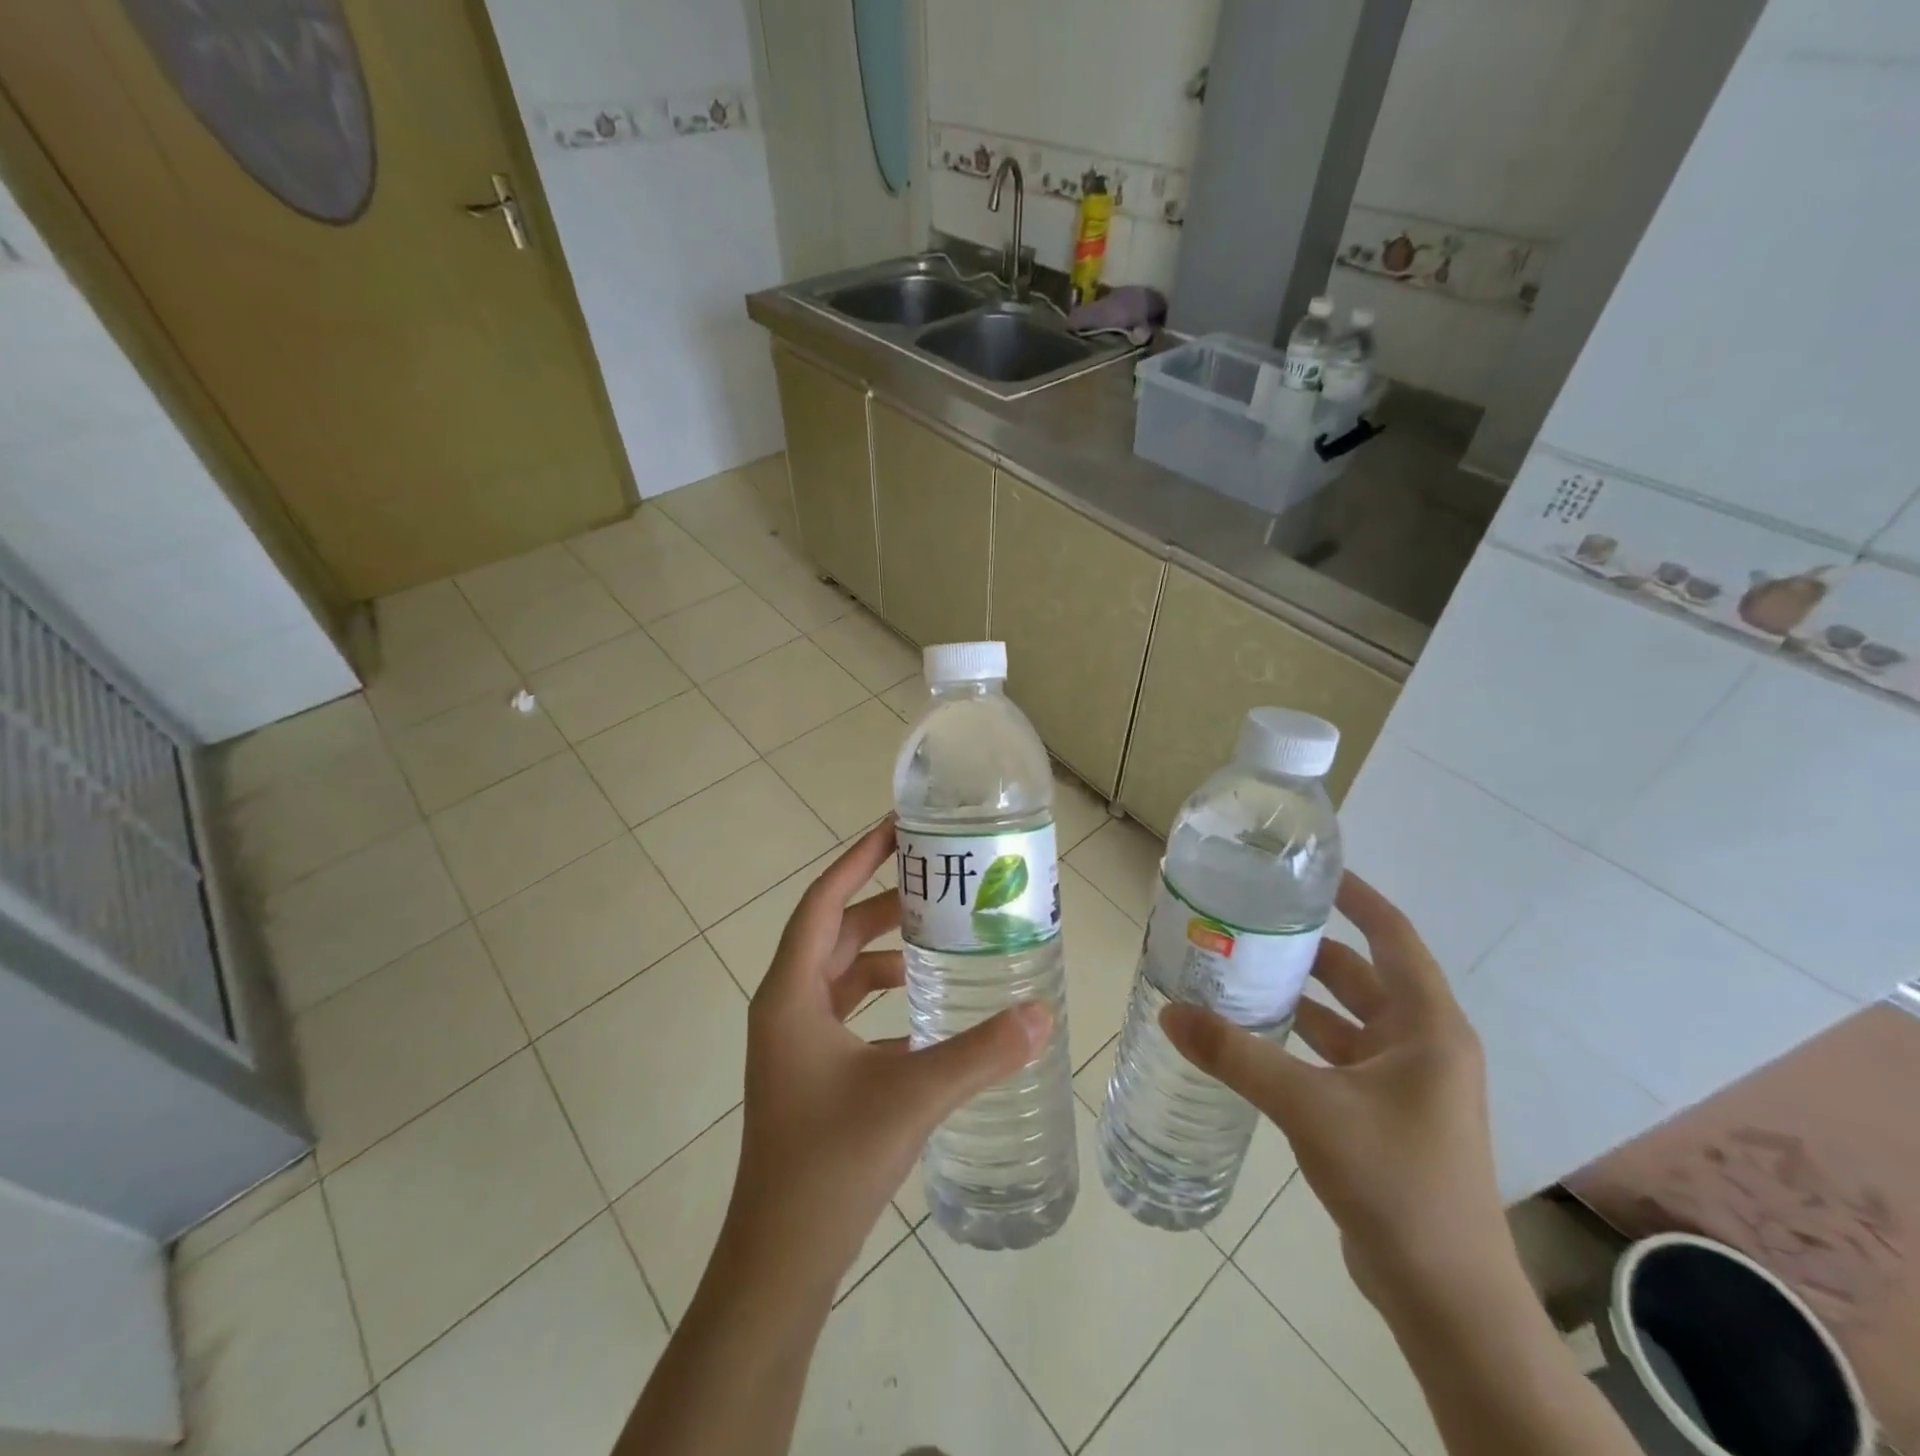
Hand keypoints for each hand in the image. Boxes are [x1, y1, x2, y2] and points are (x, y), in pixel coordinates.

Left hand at [724, 818, 1051, 1291]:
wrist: (780, 1261)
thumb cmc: (830, 1163)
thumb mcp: (912, 1096)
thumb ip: (980, 1053)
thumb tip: (1043, 1013)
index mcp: (791, 994)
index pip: (823, 901)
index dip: (857, 860)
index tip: (897, 830)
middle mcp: (786, 1007)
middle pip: (835, 932)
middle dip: (883, 902)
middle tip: (937, 881)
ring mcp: (794, 1042)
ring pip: (841, 973)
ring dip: (883, 950)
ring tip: (938, 937)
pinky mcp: (809, 1072)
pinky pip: (847, 1011)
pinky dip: (882, 997)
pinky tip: (926, 1008)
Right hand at [1161, 873, 1505, 1307]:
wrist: (1445, 1296)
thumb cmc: (1394, 1180)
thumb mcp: (1308, 1106)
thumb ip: (1236, 1055)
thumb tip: (1171, 1012)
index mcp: (1428, 1027)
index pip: (1393, 936)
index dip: (1357, 897)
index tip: (1310, 872)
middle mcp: (1423, 1045)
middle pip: (1362, 975)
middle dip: (1309, 949)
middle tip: (1250, 924)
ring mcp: (1405, 1084)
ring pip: (1346, 1019)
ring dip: (1300, 997)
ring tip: (1239, 972)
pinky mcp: (1384, 1115)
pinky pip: (1336, 1057)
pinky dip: (1300, 1040)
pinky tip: (1253, 1037)